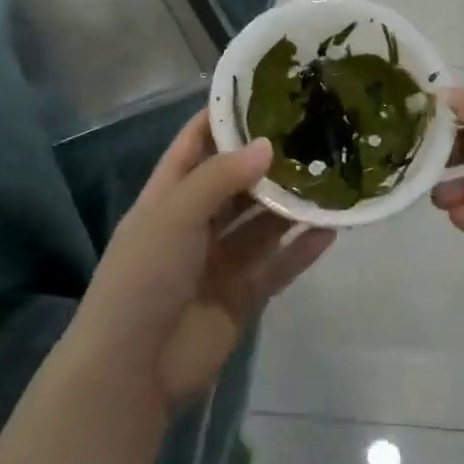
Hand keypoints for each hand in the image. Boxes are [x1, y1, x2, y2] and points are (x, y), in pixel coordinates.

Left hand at [73, 113, 334, 405]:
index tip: (263, 93)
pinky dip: (301, 250)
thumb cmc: (143, 276)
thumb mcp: (174, 214)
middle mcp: (194, 224)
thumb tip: (268, 144)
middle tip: (312, 134)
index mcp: (168, 197)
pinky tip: (331, 230)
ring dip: (291, 206)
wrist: (132, 369)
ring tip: (331, 178)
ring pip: (262, 225)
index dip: (223, 119)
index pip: (195, 145)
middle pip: (237, 184)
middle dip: (269, 162)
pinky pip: (277, 266)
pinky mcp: (241, 297)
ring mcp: (219, 262)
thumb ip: (222, 177)